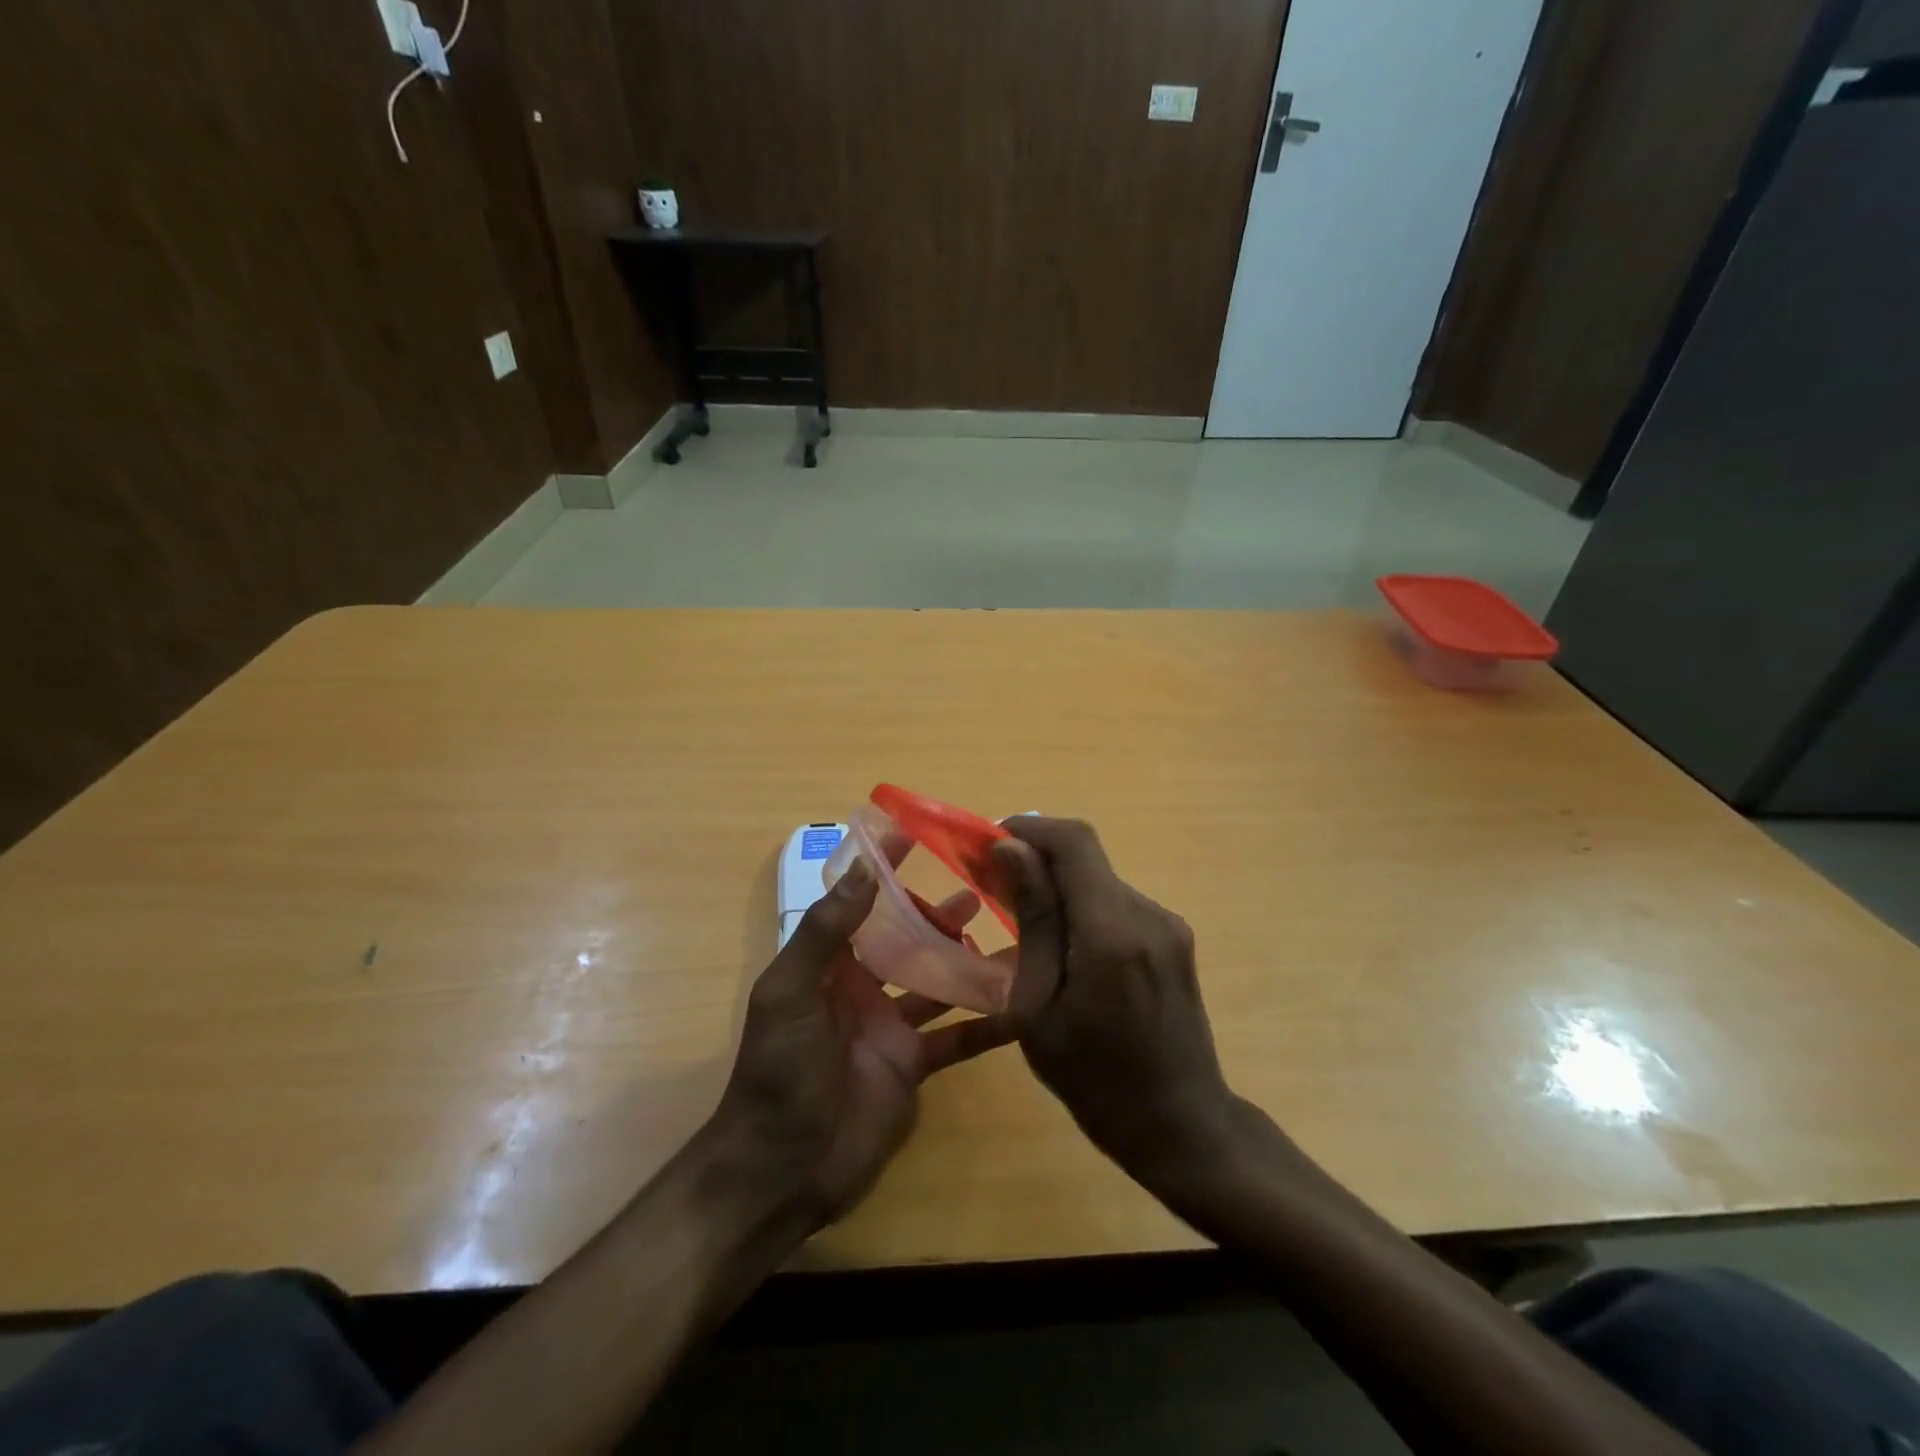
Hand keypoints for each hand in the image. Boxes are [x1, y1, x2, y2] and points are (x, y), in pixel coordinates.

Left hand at [708, 858, 1015, 1226]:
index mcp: (828, 964)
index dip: (883, 870)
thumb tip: (864, 867)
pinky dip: (986, 1024)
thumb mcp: (789, 992)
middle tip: (982, 889)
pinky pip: (956, 1038)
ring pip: (937, 982)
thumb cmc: (779, 1072)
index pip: (859, 903)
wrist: (782, 1170)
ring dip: (967, 959)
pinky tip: (1021, 1006)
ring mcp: (891, 1027)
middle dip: (937, 914)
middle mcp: (862, 987)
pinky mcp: (913, 1066)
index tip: (916, 835)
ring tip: (1011, 933)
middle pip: (906, 939)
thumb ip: (825, 931)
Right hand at [991, 817, 1238, 1190]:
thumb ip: (1033, 919)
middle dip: (1036, 859)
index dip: (1028, 829)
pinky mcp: (1174, 937)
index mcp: (1112, 932)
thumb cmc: (1095, 1080)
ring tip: (1023, 924)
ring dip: (1059, 886)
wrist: (1182, 1126)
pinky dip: (1083, 908)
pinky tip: (1064, 948)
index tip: (987, 844)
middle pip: (1085, 858)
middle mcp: (1148, 913)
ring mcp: (1167, 924)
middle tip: (992, 887)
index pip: (1073, 842)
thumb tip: (1011, 849)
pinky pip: (1117, 904)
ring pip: (1099, 880)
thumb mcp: (1040, 1007)